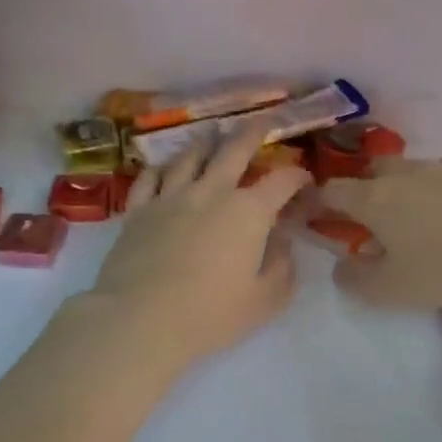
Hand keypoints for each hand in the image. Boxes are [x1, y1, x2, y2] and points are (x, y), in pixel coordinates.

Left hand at [90, 126, 310, 368]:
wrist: (141, 319)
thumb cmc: (211, 314)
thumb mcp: (264, 300)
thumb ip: (281, 268)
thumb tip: (282, 243)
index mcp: (248, 212)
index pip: (281, 181)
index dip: (298, 176)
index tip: (305, 179)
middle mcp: (211, 192)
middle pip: (234, 149)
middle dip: (253, 132)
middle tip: (263, 122)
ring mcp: (170, 197)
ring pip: (190, 156)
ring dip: (206, 143)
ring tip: (213, 136)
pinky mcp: (137, 210)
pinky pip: (149, 178)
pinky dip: (161, 168)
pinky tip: (165, 168)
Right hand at [317, 159, 441, 308]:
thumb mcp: (392, 288)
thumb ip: (357, 281)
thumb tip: (340, 270)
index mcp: (373, 198)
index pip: (333, 191)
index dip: (318, 202)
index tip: (312, 214)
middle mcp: (402, 175)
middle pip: (371, 171)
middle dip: (362, 189)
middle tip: (366, 217)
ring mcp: (441, 170)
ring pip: (408, 172)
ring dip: (400, 190)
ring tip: (410, 219)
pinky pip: (441, 180)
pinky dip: (433, 195)